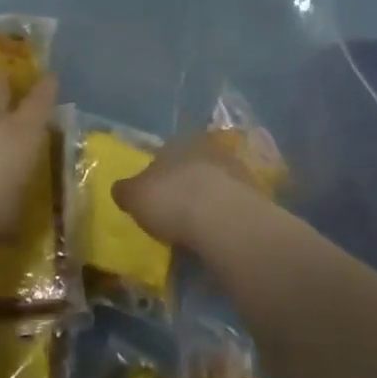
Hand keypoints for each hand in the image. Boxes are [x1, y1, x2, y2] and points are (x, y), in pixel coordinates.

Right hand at [112, 130, 266, 250]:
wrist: (224, 220)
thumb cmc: (172, 200)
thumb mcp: (135, 197)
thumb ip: (126, 190)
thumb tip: (120, 188)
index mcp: (179, 143)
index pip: (165, 152)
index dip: (157, 173)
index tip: (153, 194)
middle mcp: (209, 150)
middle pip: (192, 167)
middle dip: (184, 185)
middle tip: (174, 209)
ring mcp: (235, 171)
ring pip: (215, 184)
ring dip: (206, 201)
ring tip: (195, 227)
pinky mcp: (255, 196)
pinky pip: (231, 205)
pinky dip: (223, 218)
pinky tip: (215, 234)